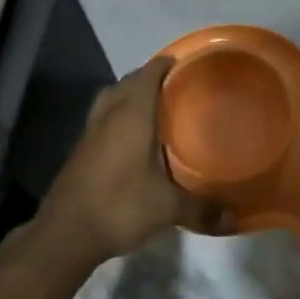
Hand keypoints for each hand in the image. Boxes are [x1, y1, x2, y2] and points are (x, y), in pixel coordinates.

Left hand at [37, 56, 230, 264]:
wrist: (66, 234)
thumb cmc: (120, 206)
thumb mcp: (168, 208)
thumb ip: (201, 208)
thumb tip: (233, 217)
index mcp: (131, 115)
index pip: (148, 74)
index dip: (166, 65)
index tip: (186, 64)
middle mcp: (108, 115)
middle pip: (127, 83)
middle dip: (149, 79)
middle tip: (176, 88)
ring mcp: (90, 132)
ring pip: (110, 100)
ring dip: (129, 96)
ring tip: (155, 108)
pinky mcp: (81, 151)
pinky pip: (103, 120)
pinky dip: (118, 118)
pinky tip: (134, 140)